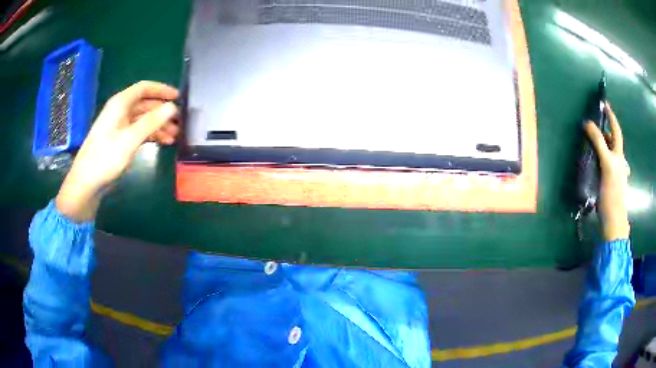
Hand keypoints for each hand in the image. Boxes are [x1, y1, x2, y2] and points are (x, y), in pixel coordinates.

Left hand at [56, 81, 179, 221]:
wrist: (87, 182)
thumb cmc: (106, 157)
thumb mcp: (130, 138)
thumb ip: (152, 121)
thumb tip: (173, 106)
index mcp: (120, 103)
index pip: (144, 88)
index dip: (162, 90)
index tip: (178, 97)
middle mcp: (120, 111)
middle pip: (145, 104)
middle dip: (162, 112)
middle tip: (179, 121)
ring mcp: (119, 126)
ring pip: (143, 119)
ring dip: (159, 125)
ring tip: (174, 136)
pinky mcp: (119, 139)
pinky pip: (139, 131)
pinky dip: (151, 135)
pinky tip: (163, 143)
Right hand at [584, 104, 629, 240]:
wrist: (613, 221)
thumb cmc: (612, 192)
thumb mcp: (606, 164)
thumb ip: (599, 143)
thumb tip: (588, 123)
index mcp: (619, 156)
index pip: (616, 132)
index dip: (611, 117)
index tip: (605, 104)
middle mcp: (618, 162)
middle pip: (612, 142)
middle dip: (604, 132)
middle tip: (593, 126)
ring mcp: (614, 173)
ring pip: (608, 154)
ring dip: (601, 145)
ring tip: (591, 142)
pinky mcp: (608, 183)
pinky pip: (604, 165)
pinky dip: (599, 158)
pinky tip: (593, 162)